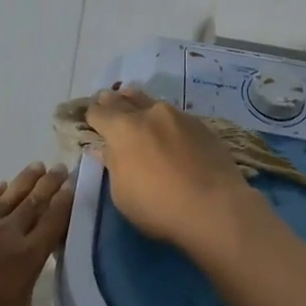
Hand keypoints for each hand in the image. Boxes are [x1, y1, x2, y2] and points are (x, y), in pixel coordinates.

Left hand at [0, 163, 112, 305]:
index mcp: (26, 256)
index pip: (54, 222)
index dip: (68, 201)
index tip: (79, 180)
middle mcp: (5, 233)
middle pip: (33, 203)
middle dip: (49, 185)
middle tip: (61, 165)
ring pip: (7, 198)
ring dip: (24, 182)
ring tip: (36, 166)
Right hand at [84, 87, 264, 256]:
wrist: (214, 206)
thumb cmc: (158, 206)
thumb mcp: (122, 193)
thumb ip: (113, 165)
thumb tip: (106, 149)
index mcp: (123, 129)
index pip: (98, 112)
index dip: (91, 116)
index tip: (91, 122)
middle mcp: (150, 114)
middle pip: (123, 98)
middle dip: (112, 103)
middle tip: (108, 108)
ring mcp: (179, 116)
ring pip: (151, 102)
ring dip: (140, 106)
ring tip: (138, 116)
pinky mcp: (202, 125)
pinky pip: (175, 116)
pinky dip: (166, 122)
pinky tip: (170, 135)